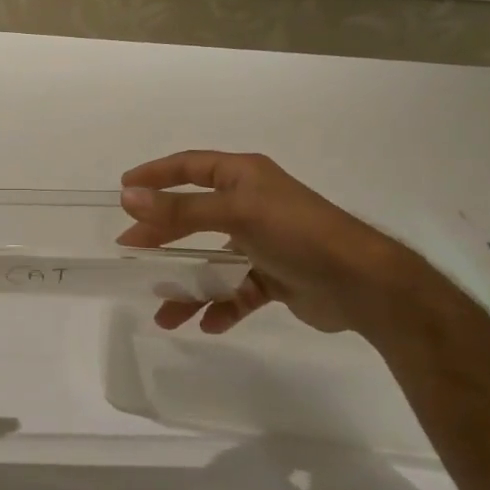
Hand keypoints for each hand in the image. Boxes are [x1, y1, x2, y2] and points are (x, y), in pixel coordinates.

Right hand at [115, 150, 421, 337]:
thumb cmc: (297, 234)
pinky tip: (208, 323)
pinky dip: (222, 305)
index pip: (191, 167)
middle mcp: (251, 204)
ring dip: (188, 285)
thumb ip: (181, 210)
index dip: (156, 174)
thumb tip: (129, 197)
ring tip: (164, 312)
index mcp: (244, 177)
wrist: (364, 285)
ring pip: (212, 260)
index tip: (124, 187)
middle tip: (130, 250)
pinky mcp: (275, 277)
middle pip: (194, 215)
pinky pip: (237, 290)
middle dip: (162, 235)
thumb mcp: (235, 214)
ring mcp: (263, 242)